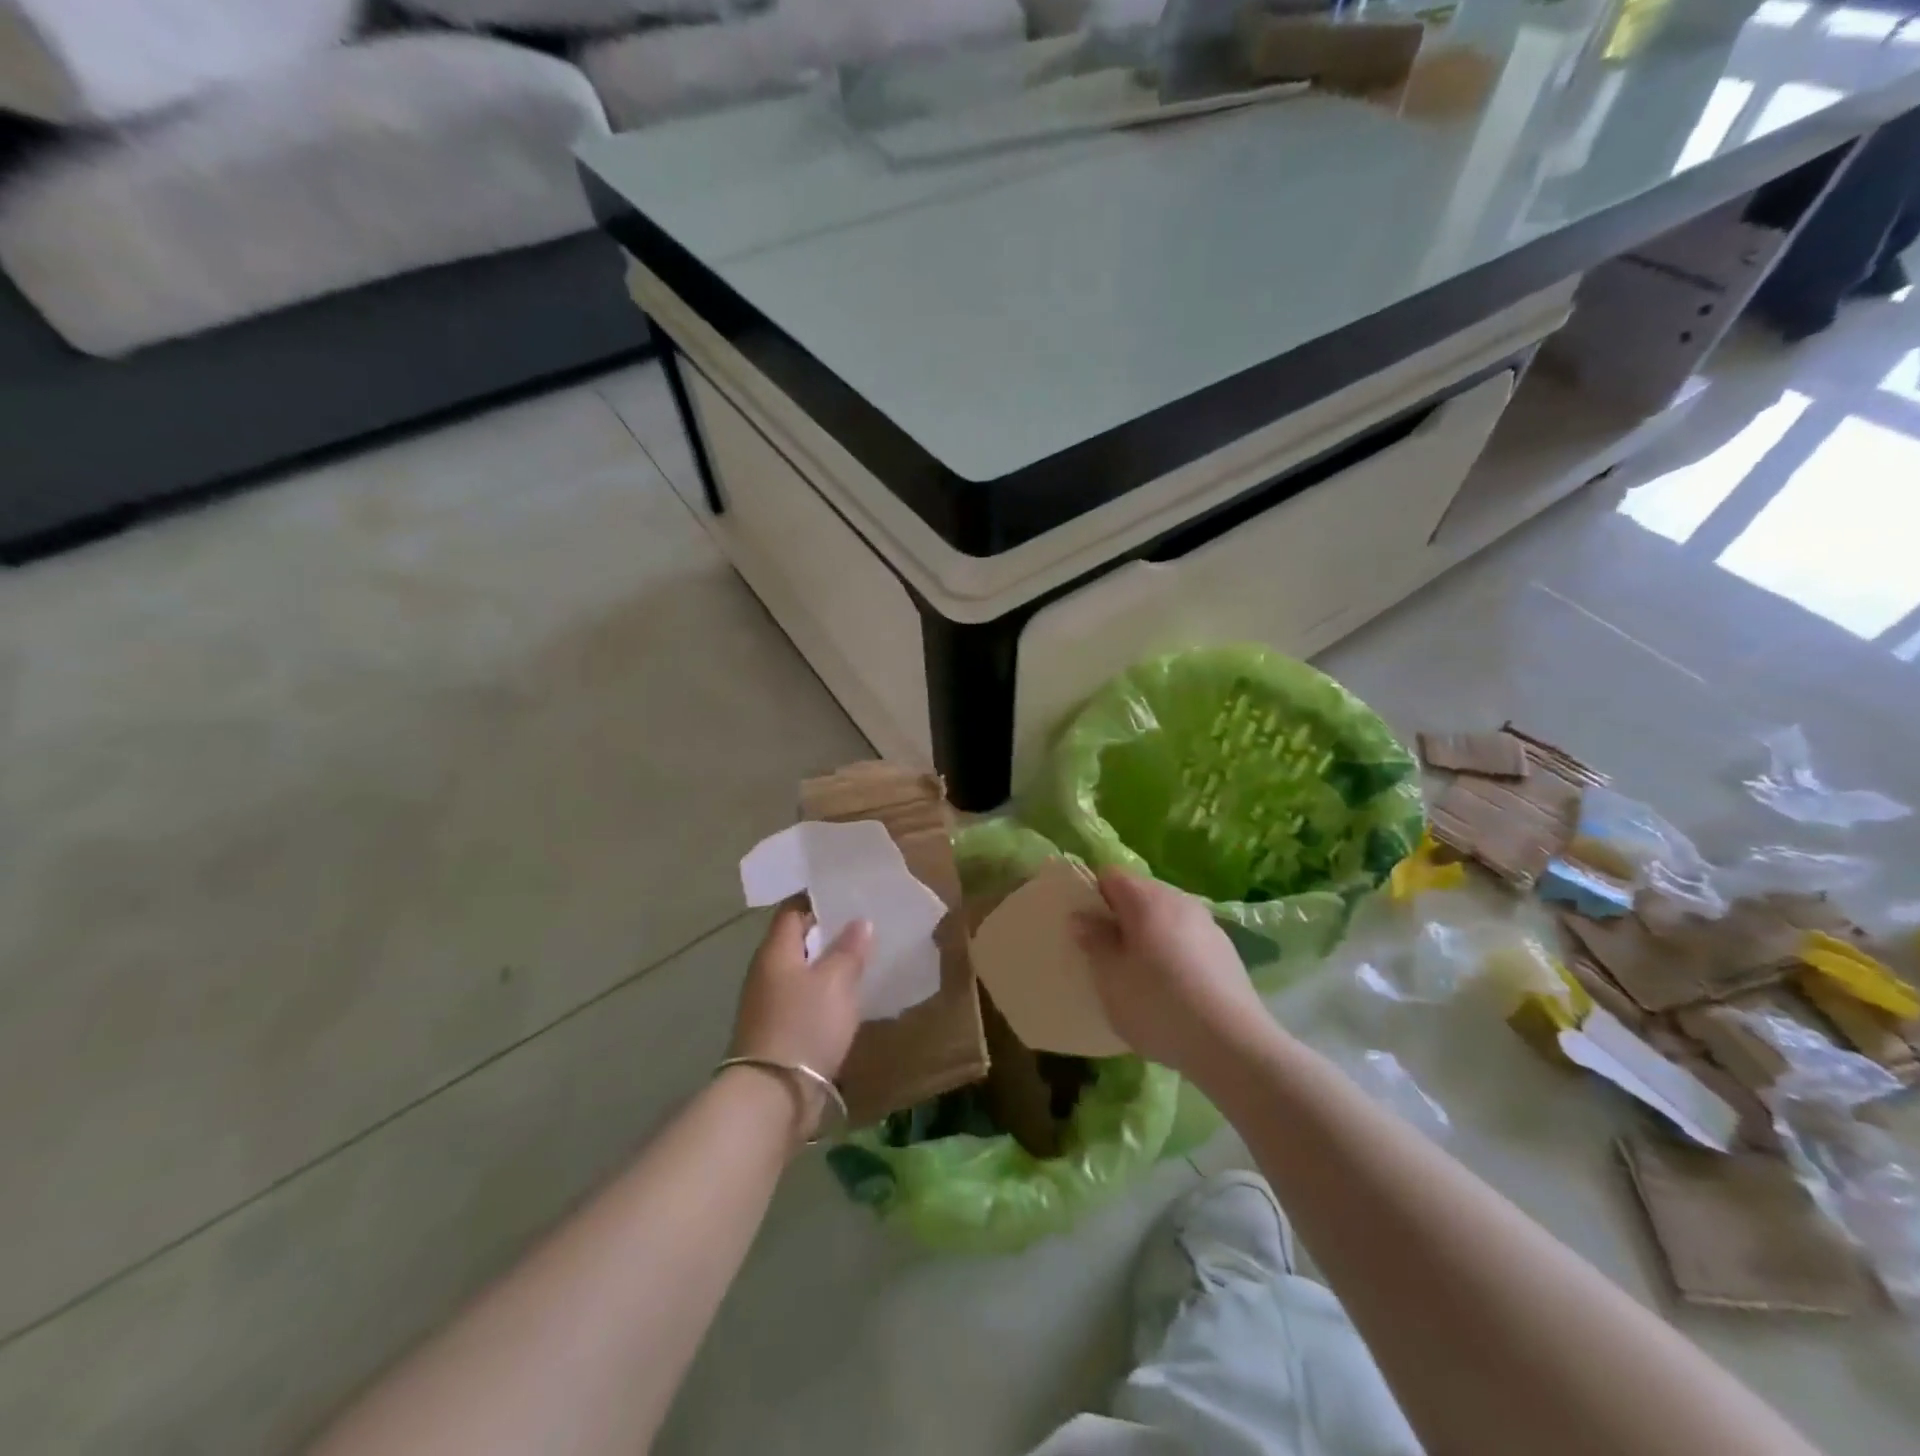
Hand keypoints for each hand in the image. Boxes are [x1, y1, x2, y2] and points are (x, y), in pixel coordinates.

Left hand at [727, 903, 871, 1129]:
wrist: (773, 1095)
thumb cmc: (804, 1025)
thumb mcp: (836, 981)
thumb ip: (849, 949)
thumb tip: (859, 921)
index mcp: (775, 951)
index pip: (792, 911)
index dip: (816, 899)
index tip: (846, 895)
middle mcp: (766, 972)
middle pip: (796, 941)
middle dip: (826, 933)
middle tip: (863, 926)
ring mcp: (768, 1004)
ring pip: (800, 972)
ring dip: (826, 966)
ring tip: (861, 961)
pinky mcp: (776, 1032)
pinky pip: (802, 1000)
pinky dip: (823, 994)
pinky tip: (846, 1000)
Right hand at [1072, 868, 1274, 1078]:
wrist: (1233, 1044)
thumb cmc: (1158, 1005)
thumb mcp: (1110, 977)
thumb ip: (1094, 941)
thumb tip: (1082, 917)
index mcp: (1146, 898)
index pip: (1110, 875)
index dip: (1092, 895)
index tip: (1085, 927)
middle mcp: (1179, 899)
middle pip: (1140, 893)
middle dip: (1120, 916)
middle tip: (1107, 953)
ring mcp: (1207, 923)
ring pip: (1165, 916)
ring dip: (1148, 935)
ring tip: (1139, 974)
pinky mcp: (1226, 950)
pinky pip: (1187, 938)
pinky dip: (1173, 951)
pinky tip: (1172, 988)